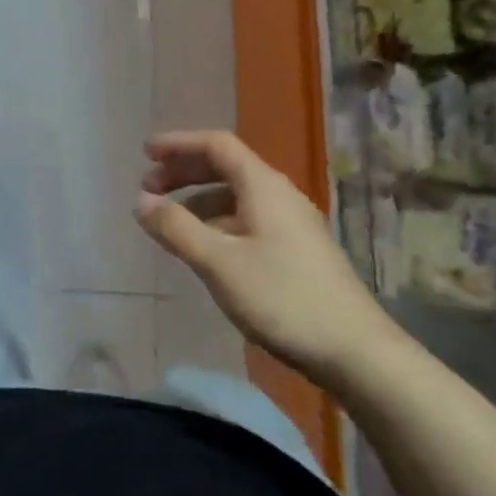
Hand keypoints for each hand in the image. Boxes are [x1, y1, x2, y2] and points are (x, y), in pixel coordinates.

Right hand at [134, 130, 401, 385]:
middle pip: (226, 166)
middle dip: (184, 171)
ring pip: (236, 195)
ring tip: (169, 220)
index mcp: (263, 186)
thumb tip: (140, 201)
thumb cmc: (282, 298)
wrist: (355, 351)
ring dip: (198, 198)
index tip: (145, 153)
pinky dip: (217, 220)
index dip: (178, 144)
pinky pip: (247, 218)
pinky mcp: (297, 249)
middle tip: (148, 186)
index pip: (217, 145)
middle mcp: (279, 195)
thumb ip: (175, 228)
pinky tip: (204, 247)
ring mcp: (292, 223)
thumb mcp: (218, 263)